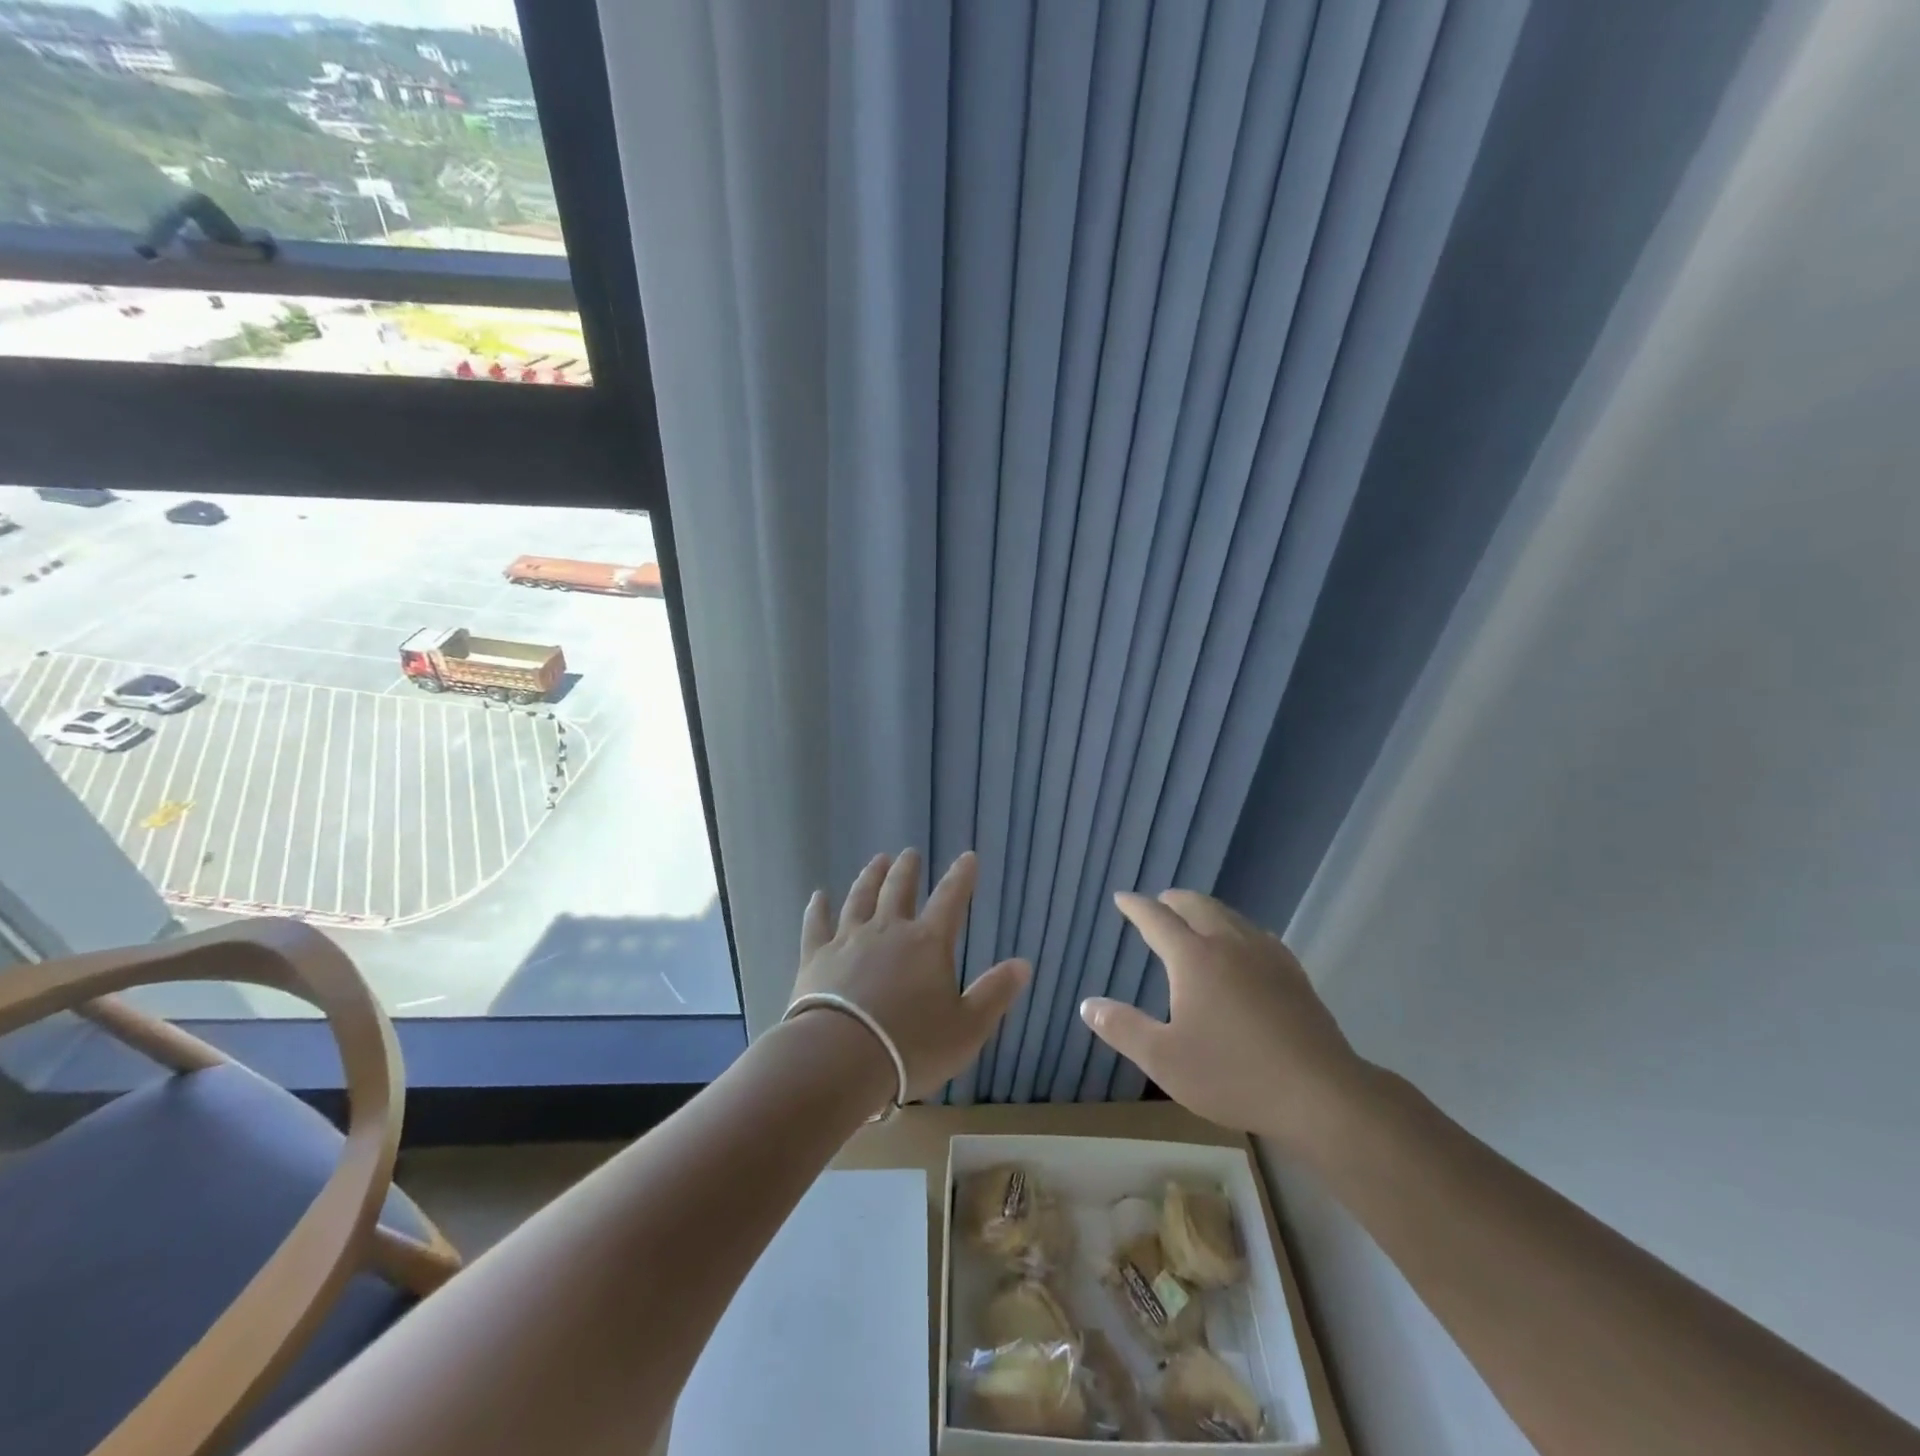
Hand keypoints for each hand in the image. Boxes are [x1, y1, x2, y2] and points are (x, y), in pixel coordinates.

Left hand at [790, 849, 1030, 1102]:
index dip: (961, 877)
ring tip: (876, 861)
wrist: (840, 1060)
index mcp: (927, 943)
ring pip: (860, 898)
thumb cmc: (911, 1047)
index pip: (950, 899)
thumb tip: (1023, 963)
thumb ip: (995, 993)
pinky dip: (818, 908)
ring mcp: (848, 940)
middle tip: (909, 853)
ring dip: (869, 877)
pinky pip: (816, 925)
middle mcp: (888, 930)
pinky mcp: (816, 958)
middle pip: (898, 889)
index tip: (967, 857)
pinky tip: (818, 896)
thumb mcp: (968, 1028)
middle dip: (907, 869)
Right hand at [1080, 890, 1372, 1154]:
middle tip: (1158, 903)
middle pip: (1196, 906)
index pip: (1157, 919)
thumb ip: (1122, 1028)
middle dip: (1172, 900)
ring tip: (1194, 919)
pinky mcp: (1293, 973)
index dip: (1136, 906)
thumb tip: (1087, 1004)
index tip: (1122, 898)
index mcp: (1193, 958)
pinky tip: (1243, 946)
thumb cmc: (1233, 1075)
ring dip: (1205, 910)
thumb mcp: (1164, 1060)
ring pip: (1229, 915)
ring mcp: (1266, 955)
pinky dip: (1236, 928)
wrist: (1320, 1093)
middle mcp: (1229, 944)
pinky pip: (1256, 933)